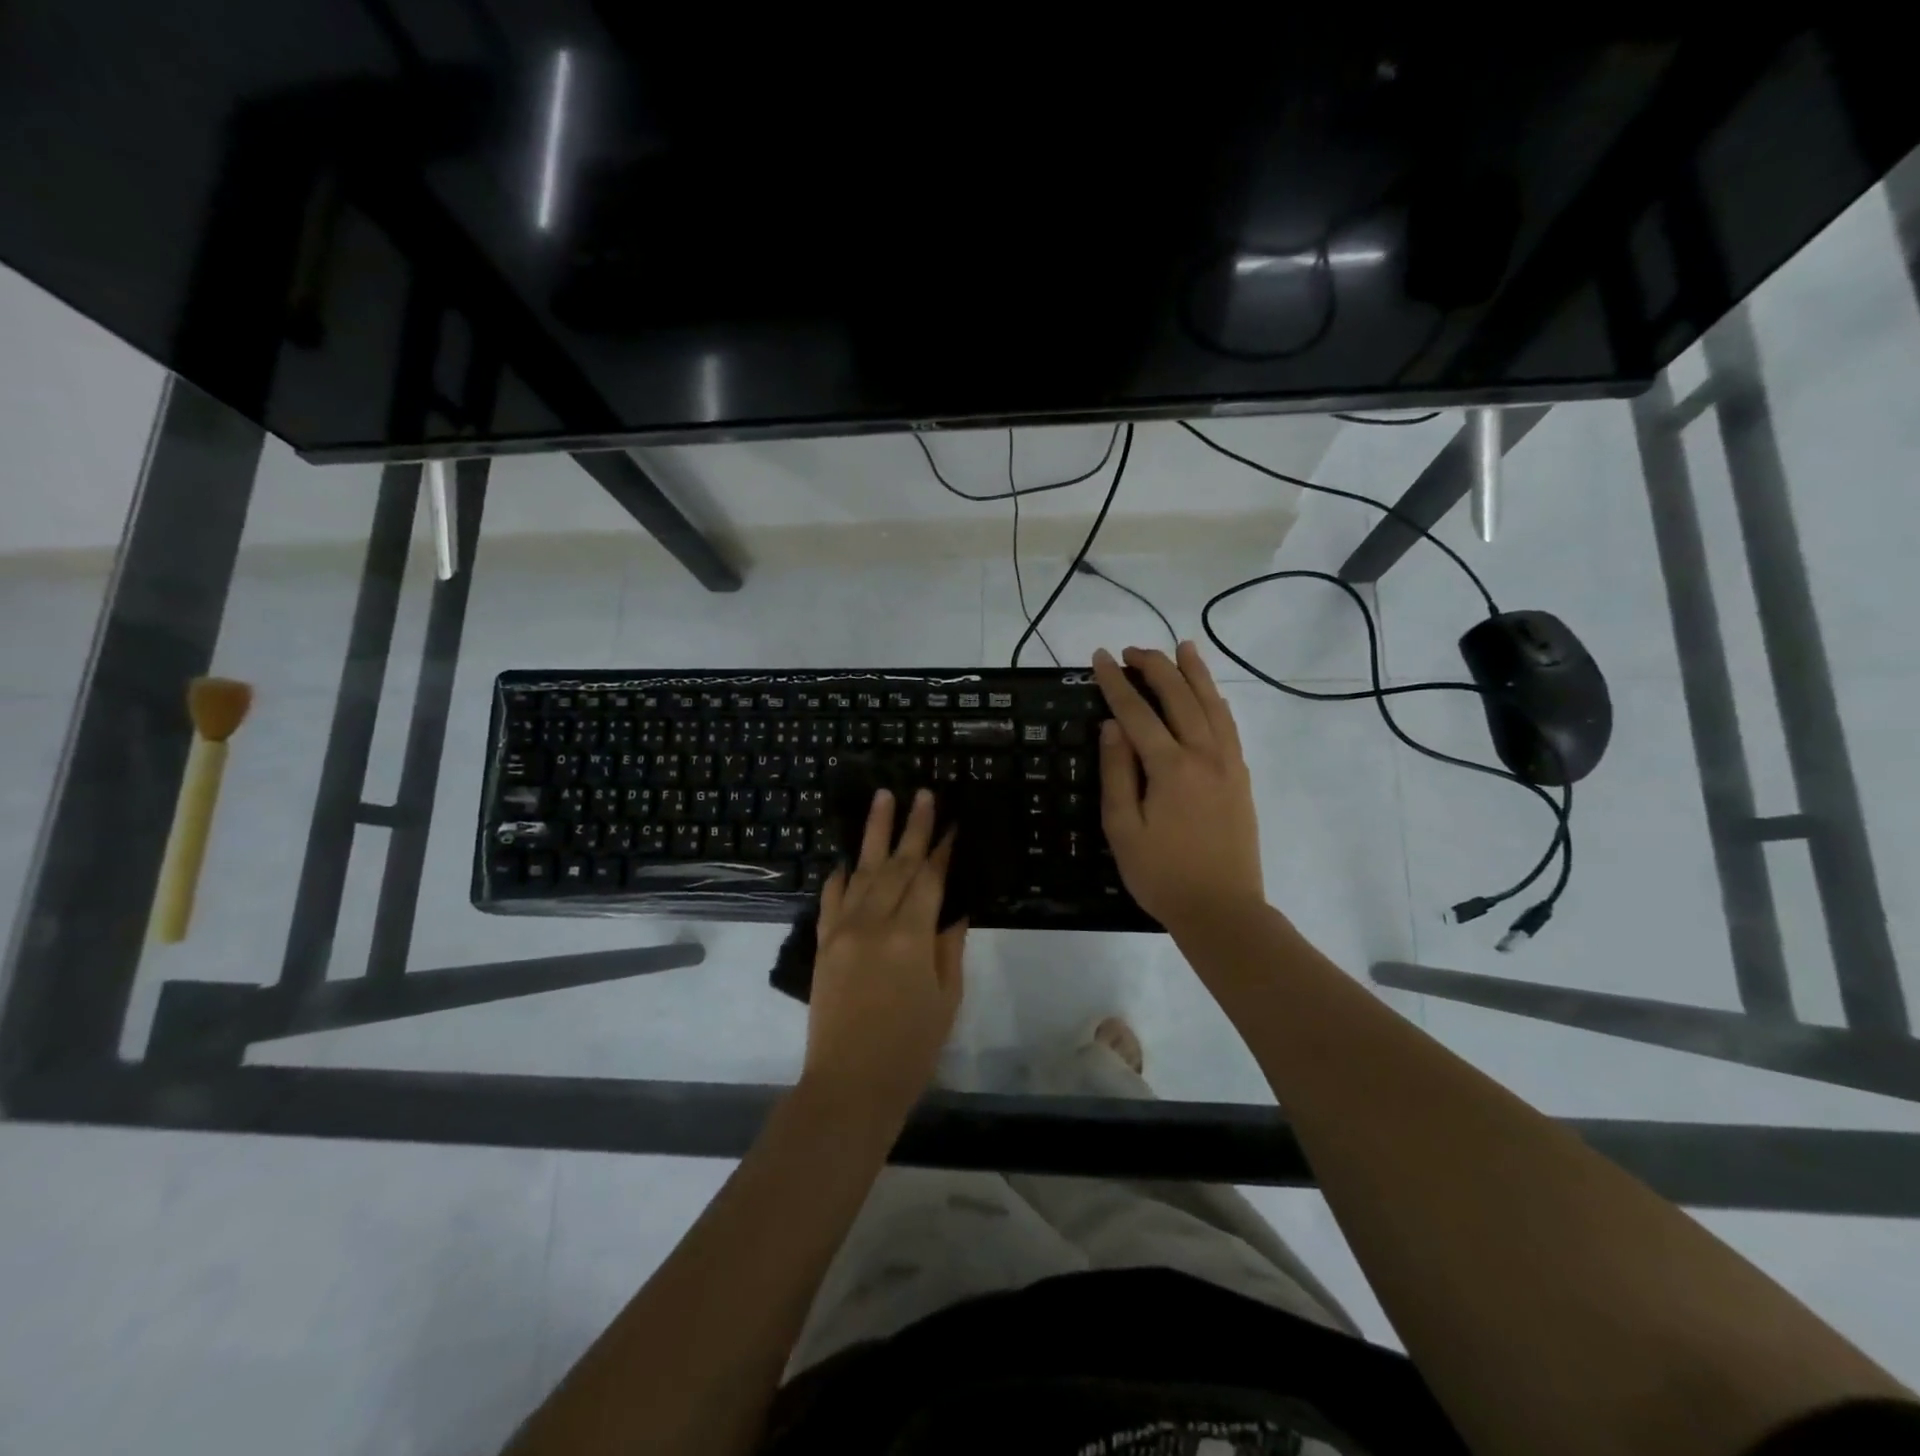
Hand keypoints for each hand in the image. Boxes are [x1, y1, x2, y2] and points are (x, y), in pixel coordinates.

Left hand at [802, 788, 965, 1124]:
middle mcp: (875, 922)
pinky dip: (841, 876)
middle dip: (913, 826)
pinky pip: (831, 899)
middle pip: (898, 864)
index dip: (943, 847)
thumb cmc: (910, 1048)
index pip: (931, 878)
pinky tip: (847, 859)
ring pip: (863, 871)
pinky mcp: (823, 944)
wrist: (849, 1085)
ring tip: (883, 798)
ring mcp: (843, 930)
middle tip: (922, 792)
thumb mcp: (946, 997)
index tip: (952, 819)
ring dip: (874, 834)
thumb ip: (949, 945)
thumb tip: (955, 905)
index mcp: (911, 936)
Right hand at [1092, 642, 1265, 934]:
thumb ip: (1118, 773)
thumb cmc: (1161, 875)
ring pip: (1211, 703)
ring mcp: (1228, 764)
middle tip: (1132, 650)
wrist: (1222, 909)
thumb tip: (1112, 725)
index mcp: (1170, 767)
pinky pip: (1229, 725)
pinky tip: (1210, 693)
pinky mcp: (1241, 776)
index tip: (1100, 658)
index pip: (1137, 712)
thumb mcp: (1123, 829)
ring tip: (1182, 647)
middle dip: (1154, 667)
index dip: (1115, 682)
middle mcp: (1204, 755)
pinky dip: (1217, 700)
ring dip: (1194, 672)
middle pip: (1179, 696)